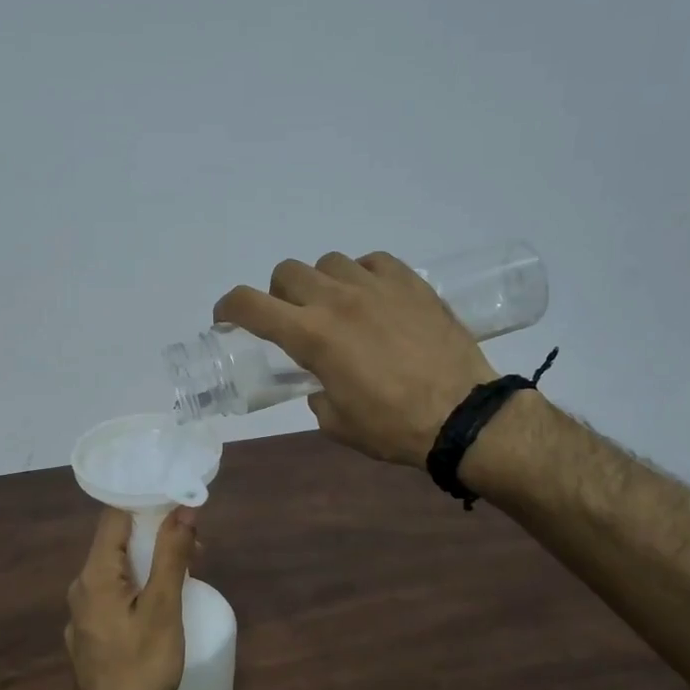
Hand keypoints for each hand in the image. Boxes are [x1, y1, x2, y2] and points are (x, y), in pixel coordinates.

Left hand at [65, 506, 197, 689]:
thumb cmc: (142, 667)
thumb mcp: (164, 608)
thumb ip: (172, 556)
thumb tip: (183, 510)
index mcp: (95, 574)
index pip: (114, 517)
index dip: (145, 502)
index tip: (177, 499)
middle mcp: (81, 587)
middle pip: (116, 543)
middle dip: (154, 534)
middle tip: (194, 542)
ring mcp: (82, 612)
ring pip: (116, 570)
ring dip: (149, 561)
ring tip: (187, 570)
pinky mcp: (90, 632)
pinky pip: (114, 593)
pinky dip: (138, 585)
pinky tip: (161, 602)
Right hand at [214, 251, 494, 465]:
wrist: (462, 414)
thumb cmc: (393, 426)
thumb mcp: (337, 423)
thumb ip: (316, 395)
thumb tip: (320, 384)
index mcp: (312, 336)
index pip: (251, 305)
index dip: (229, 307)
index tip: (226, 317)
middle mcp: (337, 300)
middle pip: (287, 272)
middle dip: (279, 295)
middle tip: (293, 320)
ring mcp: (376, 286)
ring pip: (329, 262)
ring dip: (322, 284)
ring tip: (339, 309)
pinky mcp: (411, 283)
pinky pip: (373, 262)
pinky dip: (362, 276)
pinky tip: (374, 299)